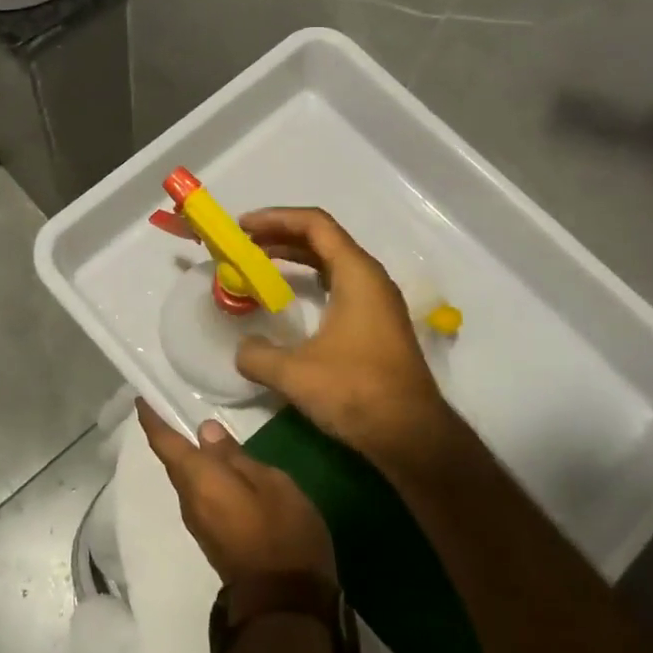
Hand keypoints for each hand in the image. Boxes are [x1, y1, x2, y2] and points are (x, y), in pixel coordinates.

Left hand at [135, 401, 335, 596]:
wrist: (284, 605)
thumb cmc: (282, 535)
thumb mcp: (272, 485)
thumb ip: (236, 457)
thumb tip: (205, 432)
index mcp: (200, 481)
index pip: (166, 444)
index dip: (151, 419)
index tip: (141, 397)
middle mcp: (190, 500)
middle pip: (175, 462)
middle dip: (171, 435)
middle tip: (176, 405)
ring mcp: (199, 523)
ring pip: (188, 479)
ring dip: (189, 457)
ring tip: (202, 433)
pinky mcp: (212, 537)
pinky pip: (200, 495)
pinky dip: (203, 474)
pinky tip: (221, 467)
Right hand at [234, 207, 461, 472]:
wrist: (411, 434)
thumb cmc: (356, 391)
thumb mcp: (294, 373)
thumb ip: (257, 355)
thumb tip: (242, 350)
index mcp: (356, 274)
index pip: (314, 224)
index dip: (275, 218)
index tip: (242, 227)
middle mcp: (370, 279)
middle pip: (322, 239)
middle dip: (280, 237)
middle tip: (243, 245)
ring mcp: (377, 302)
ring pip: (331, 263)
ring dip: (295, 259)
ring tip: (258, 265)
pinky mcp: (377, 324)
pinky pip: (338, 286)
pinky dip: (309, 282)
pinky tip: (288, 300)